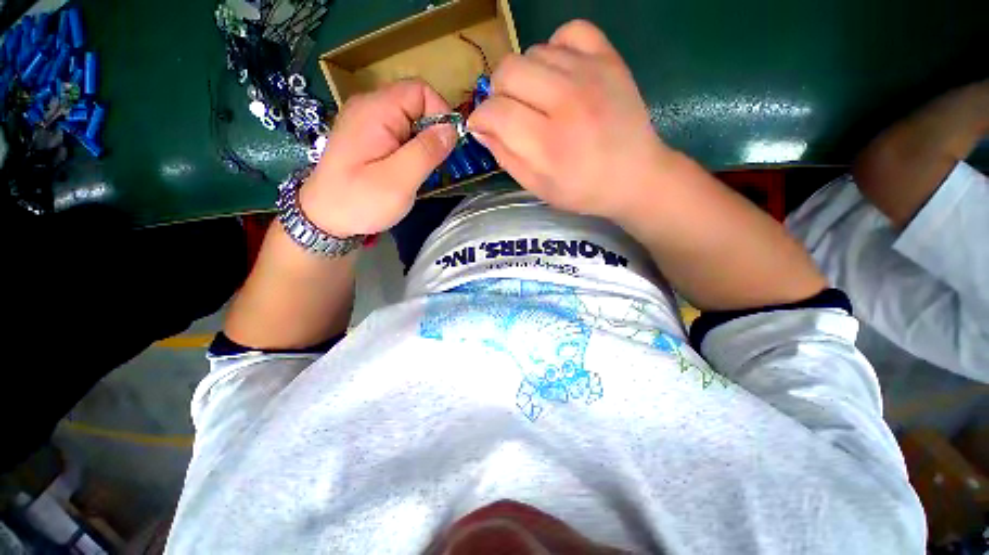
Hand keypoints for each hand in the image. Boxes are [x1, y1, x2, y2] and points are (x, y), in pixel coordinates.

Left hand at [299, 80, 456, 236]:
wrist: (324, 219)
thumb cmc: (360, 201)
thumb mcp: (399, 180)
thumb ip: (426, 152)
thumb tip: (452, 130)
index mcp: (376, 110)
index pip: (420, 90)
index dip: (441, 114)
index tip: (447, 147)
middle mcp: (369, 107)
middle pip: (415, 103)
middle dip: (433, 131)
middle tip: (432, 164)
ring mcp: (366, 121)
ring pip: (409, 119)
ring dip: (423, 142)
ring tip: (418, 170)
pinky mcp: (367, 137)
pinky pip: (399, 132)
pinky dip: (411, 148)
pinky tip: (407, 169)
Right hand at [468, 20, 670, 220]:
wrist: (635, 176)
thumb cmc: (583, 190)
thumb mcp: (538, 187)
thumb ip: (505, 157)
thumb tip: (481, 128)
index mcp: (548, 143)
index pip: (496, 111)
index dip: (480, 118)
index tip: (482, 126)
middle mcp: (567, 101)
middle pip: (508, 71)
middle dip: (498, 93)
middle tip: (509, 112)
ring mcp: (591, 73)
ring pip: (533, 51)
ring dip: (525, 77)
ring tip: (538, 100)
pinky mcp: (609, 59)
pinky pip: (569, 31)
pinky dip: (556, 49)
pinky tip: (559, 73)